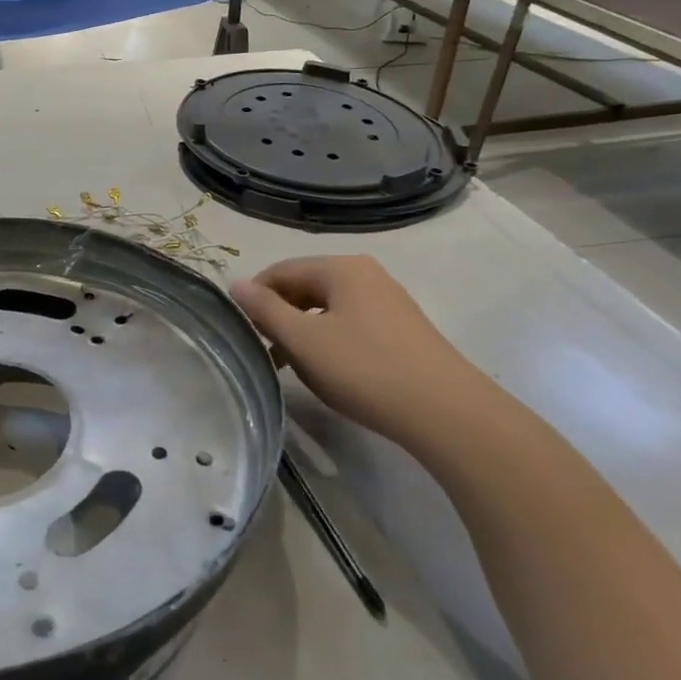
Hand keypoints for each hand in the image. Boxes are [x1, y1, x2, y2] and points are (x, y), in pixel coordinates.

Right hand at [231, 257, 470, 444]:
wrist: (445, 412)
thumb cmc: (364, 369)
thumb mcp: (304, 341)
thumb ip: (265, 310)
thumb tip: (235, 283)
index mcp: (341, 267)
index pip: (281, 270)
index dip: (254, 297)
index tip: (240, 329)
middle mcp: (366, 274)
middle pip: (305, 286)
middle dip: (279, 315)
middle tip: (263, 350)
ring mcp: (387, 300)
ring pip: (327, 308)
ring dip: (302, 331)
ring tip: (290, 366)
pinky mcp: (400, 328)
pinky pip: (350, 323)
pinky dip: (329, 341)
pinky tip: (328, 371)